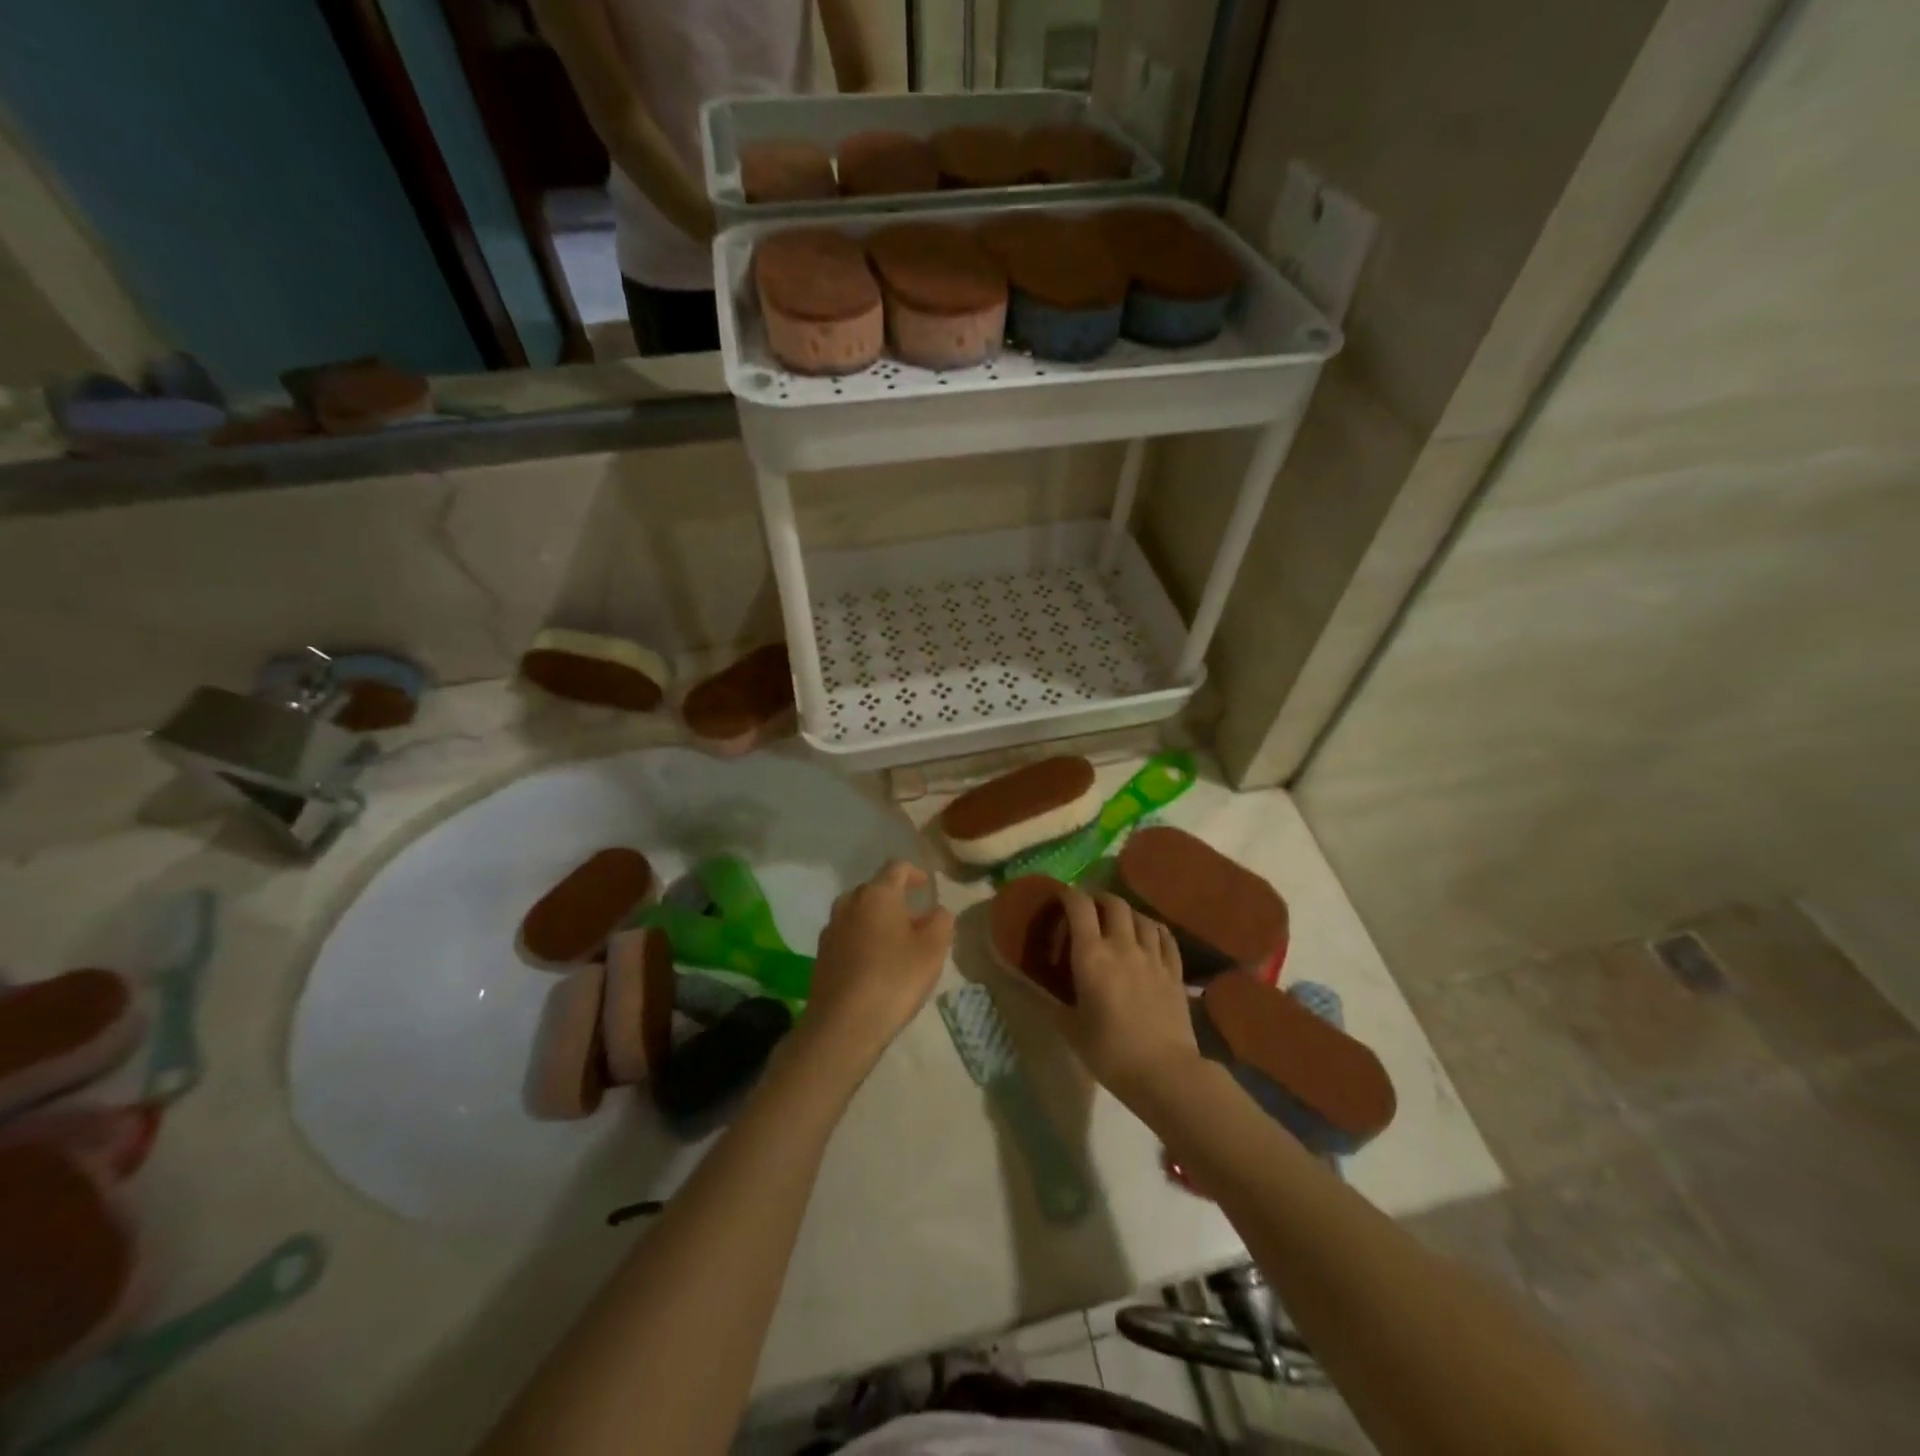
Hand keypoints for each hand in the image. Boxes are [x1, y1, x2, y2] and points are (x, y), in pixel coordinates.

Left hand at [804, 861, 953, 1066]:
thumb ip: (941, 922)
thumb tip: (938, 911)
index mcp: (878, 894)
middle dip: (896, 900)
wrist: (843, 1024)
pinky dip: (863, 940)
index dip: (915, 873)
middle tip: (917, 921)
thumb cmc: (894, 979)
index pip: (897, 868)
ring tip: (897, 944)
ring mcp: (831, 928)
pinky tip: (875, 965)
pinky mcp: (822, 954)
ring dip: (878, 920)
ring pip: (859, 913)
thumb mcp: (933, 950)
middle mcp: (850, 902)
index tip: (927, 887)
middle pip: (875, 890)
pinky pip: (847, 935)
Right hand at [1041, 890, 1201, 1105]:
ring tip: (1118, 921)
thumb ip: (1052, 1002)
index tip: (1060, 897)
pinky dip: (1153, 928)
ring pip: (1141, 916)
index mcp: (1091, 956)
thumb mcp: (1071, 1029)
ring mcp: (1153, 956)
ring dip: (1126, 912)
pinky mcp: (1174, 971)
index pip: (1079, 906)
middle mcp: (1122, 946)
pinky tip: (1149, 934)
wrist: (1164, 1072)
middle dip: (1099, 898)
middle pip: (1113, 903)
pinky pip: (1165, 936)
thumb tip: (1033, 987)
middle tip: (1089, 908)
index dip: (1069, 895)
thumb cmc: (1110, 1052)